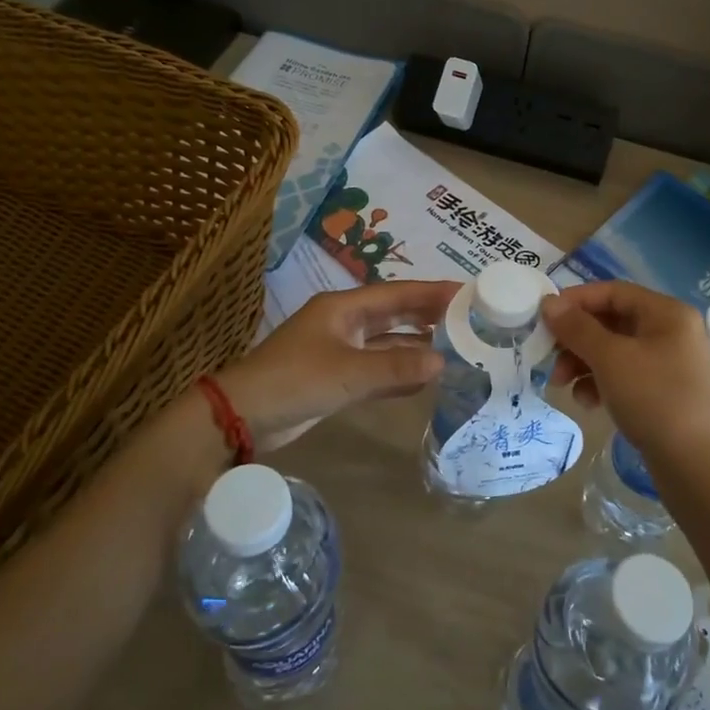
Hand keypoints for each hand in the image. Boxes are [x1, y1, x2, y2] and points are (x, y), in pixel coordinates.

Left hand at [216, 280, 461, 444]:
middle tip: (468, 318)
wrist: (242, 417)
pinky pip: (376, 370)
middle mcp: (344, 324)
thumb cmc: (294, 380)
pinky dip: (399, 373)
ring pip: (386, 343)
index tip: (466, 292)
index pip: (397, 294)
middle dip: (428, 316)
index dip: (431, 292)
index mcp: (343, 308)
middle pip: (394, 314)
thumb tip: (442, 362)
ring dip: (416, 346)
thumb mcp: (348, 373)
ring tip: (455, 347)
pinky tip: (425, 379)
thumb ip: (396, 367)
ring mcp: (339, 352)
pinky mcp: (336, 379)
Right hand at [542, 281, 709, 459]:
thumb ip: (577, 328)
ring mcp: (668, 363)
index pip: (613, 291)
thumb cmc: (655, 399)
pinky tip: (588, 403)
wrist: (698, 466)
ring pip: (613, 351)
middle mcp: (670, 331)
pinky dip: (601, 383)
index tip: (544, 317)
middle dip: (576, 339)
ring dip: (583, 363)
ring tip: (561, 386)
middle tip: (548, 358)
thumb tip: (549, 303)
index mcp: (666, 313)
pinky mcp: (663, 392)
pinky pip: (623, 376)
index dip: (576, 300)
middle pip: (611, 322)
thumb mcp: (610, 359)